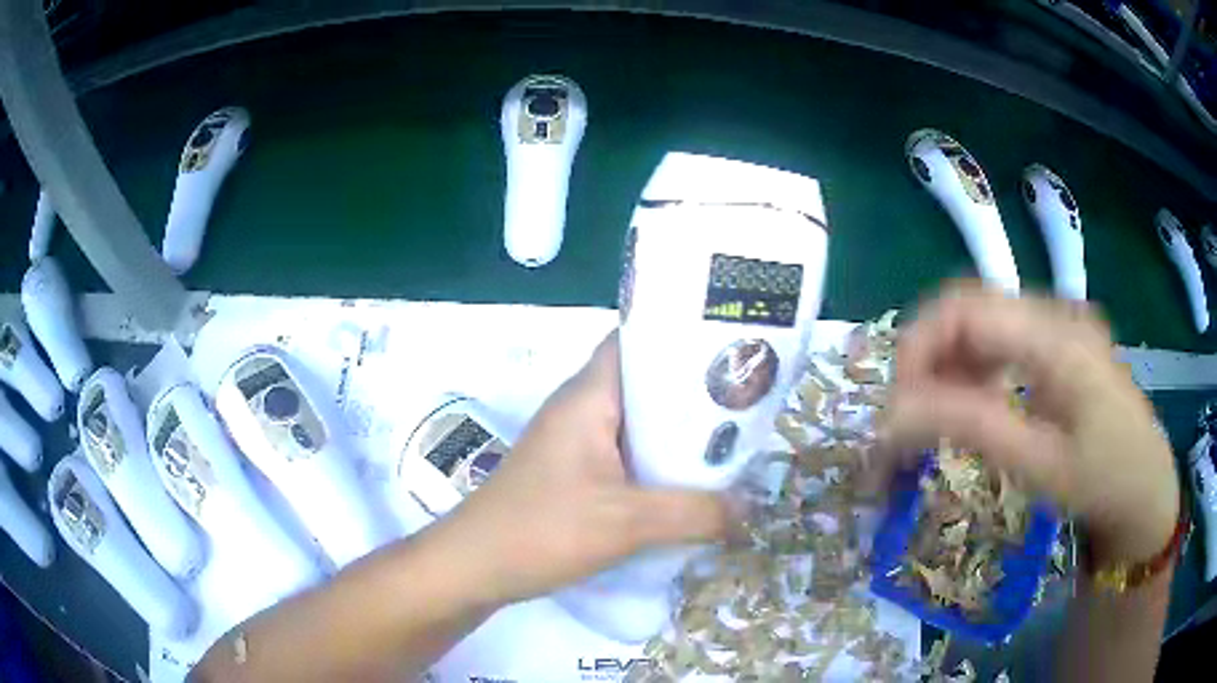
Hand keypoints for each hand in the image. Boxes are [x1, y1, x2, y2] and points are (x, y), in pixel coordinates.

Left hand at [436, 331, 734, 606]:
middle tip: (748, 403)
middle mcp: (582, 408)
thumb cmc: (542, 530)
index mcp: (589, 396)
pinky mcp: (574, 473)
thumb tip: (753, 510)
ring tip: (733, 441)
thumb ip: (695, 514)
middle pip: (647, 383)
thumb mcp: (627, 523)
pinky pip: (627, 455)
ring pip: (639, 423)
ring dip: (679, 434)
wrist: (475, 567)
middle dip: (696, 393)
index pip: (638, 340)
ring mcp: (575, 442)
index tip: (734, 350)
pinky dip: (659, 463)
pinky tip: (691, 483)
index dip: (684, 337)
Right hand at [880, 285, 1179, 565]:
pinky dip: (974, 370)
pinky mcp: (1059, 344)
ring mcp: (1059, 325)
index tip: (895, 408)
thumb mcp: (1039, 463)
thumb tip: (894, 415)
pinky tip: (971, 404)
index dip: (917, 347)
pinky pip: (1003, 341)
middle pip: (970, 308)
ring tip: (934, 418)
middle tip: (907, 419)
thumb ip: (971, 426)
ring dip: (949, 364)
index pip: (964, 306)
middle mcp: (1055, 313)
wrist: (1147, 489)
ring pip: (983, 323)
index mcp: (1056, 334)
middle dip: (928, 357)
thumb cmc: (1103, 482)